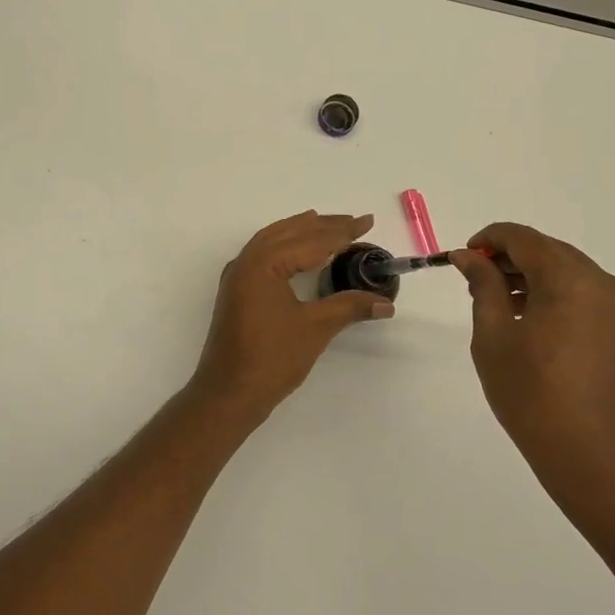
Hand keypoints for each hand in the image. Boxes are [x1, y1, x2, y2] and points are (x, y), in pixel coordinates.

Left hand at [189, 211, 394, 418]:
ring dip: (299, 231)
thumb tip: (385, 303)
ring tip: (324, 223)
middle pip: (288, 233)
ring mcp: (237, 277)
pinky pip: (261, 255)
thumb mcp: (315, 328)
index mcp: (263, 264)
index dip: (341, 232)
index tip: (367, 222)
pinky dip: (283, 246)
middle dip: (322, 226)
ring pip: (271, 241)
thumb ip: (349, 308)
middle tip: (354, 221)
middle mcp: (246, 262)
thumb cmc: (271, 358)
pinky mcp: (236, 292)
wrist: (229, 393)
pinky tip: (295, 252)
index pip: (310, 240)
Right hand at [451, 223, 614, 478]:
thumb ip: (482, 285)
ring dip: (528, 274)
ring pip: (563, 269)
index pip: (522, 237)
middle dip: (507, 257)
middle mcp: (599, 280)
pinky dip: (549, 292)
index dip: (487, 240)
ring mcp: (614, 303)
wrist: (592, 453)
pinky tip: (525, 317)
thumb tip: (469, 255)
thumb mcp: (494, 336)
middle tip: (473, 281)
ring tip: (495, 301)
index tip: (461, 259)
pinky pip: (578, 291)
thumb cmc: (532, 394)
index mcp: (569, 278)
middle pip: (545, 249)